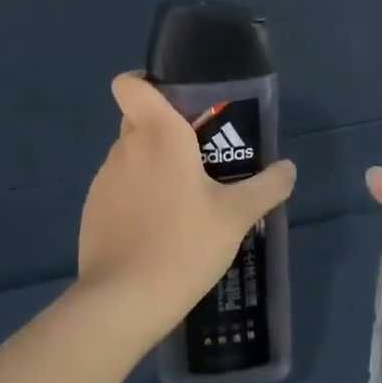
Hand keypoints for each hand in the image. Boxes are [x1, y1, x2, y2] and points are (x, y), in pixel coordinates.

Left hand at [74, 73, 296, 350]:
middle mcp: (125, 148)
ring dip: (151, 167)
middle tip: (199, 156)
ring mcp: (103, 180)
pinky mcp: (92, 211)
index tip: (173, 100)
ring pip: (129, 156)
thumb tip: (289, 168)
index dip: (144, 82)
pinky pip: (118, 188)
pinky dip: (136, 197)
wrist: (125, 300)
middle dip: (163, 129)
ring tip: (183, 200)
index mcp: (158, 135)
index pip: (130, 84)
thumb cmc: (185, 243)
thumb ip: (267, 186)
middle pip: (137, 120)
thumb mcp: (237, 216)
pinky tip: (158, 229)